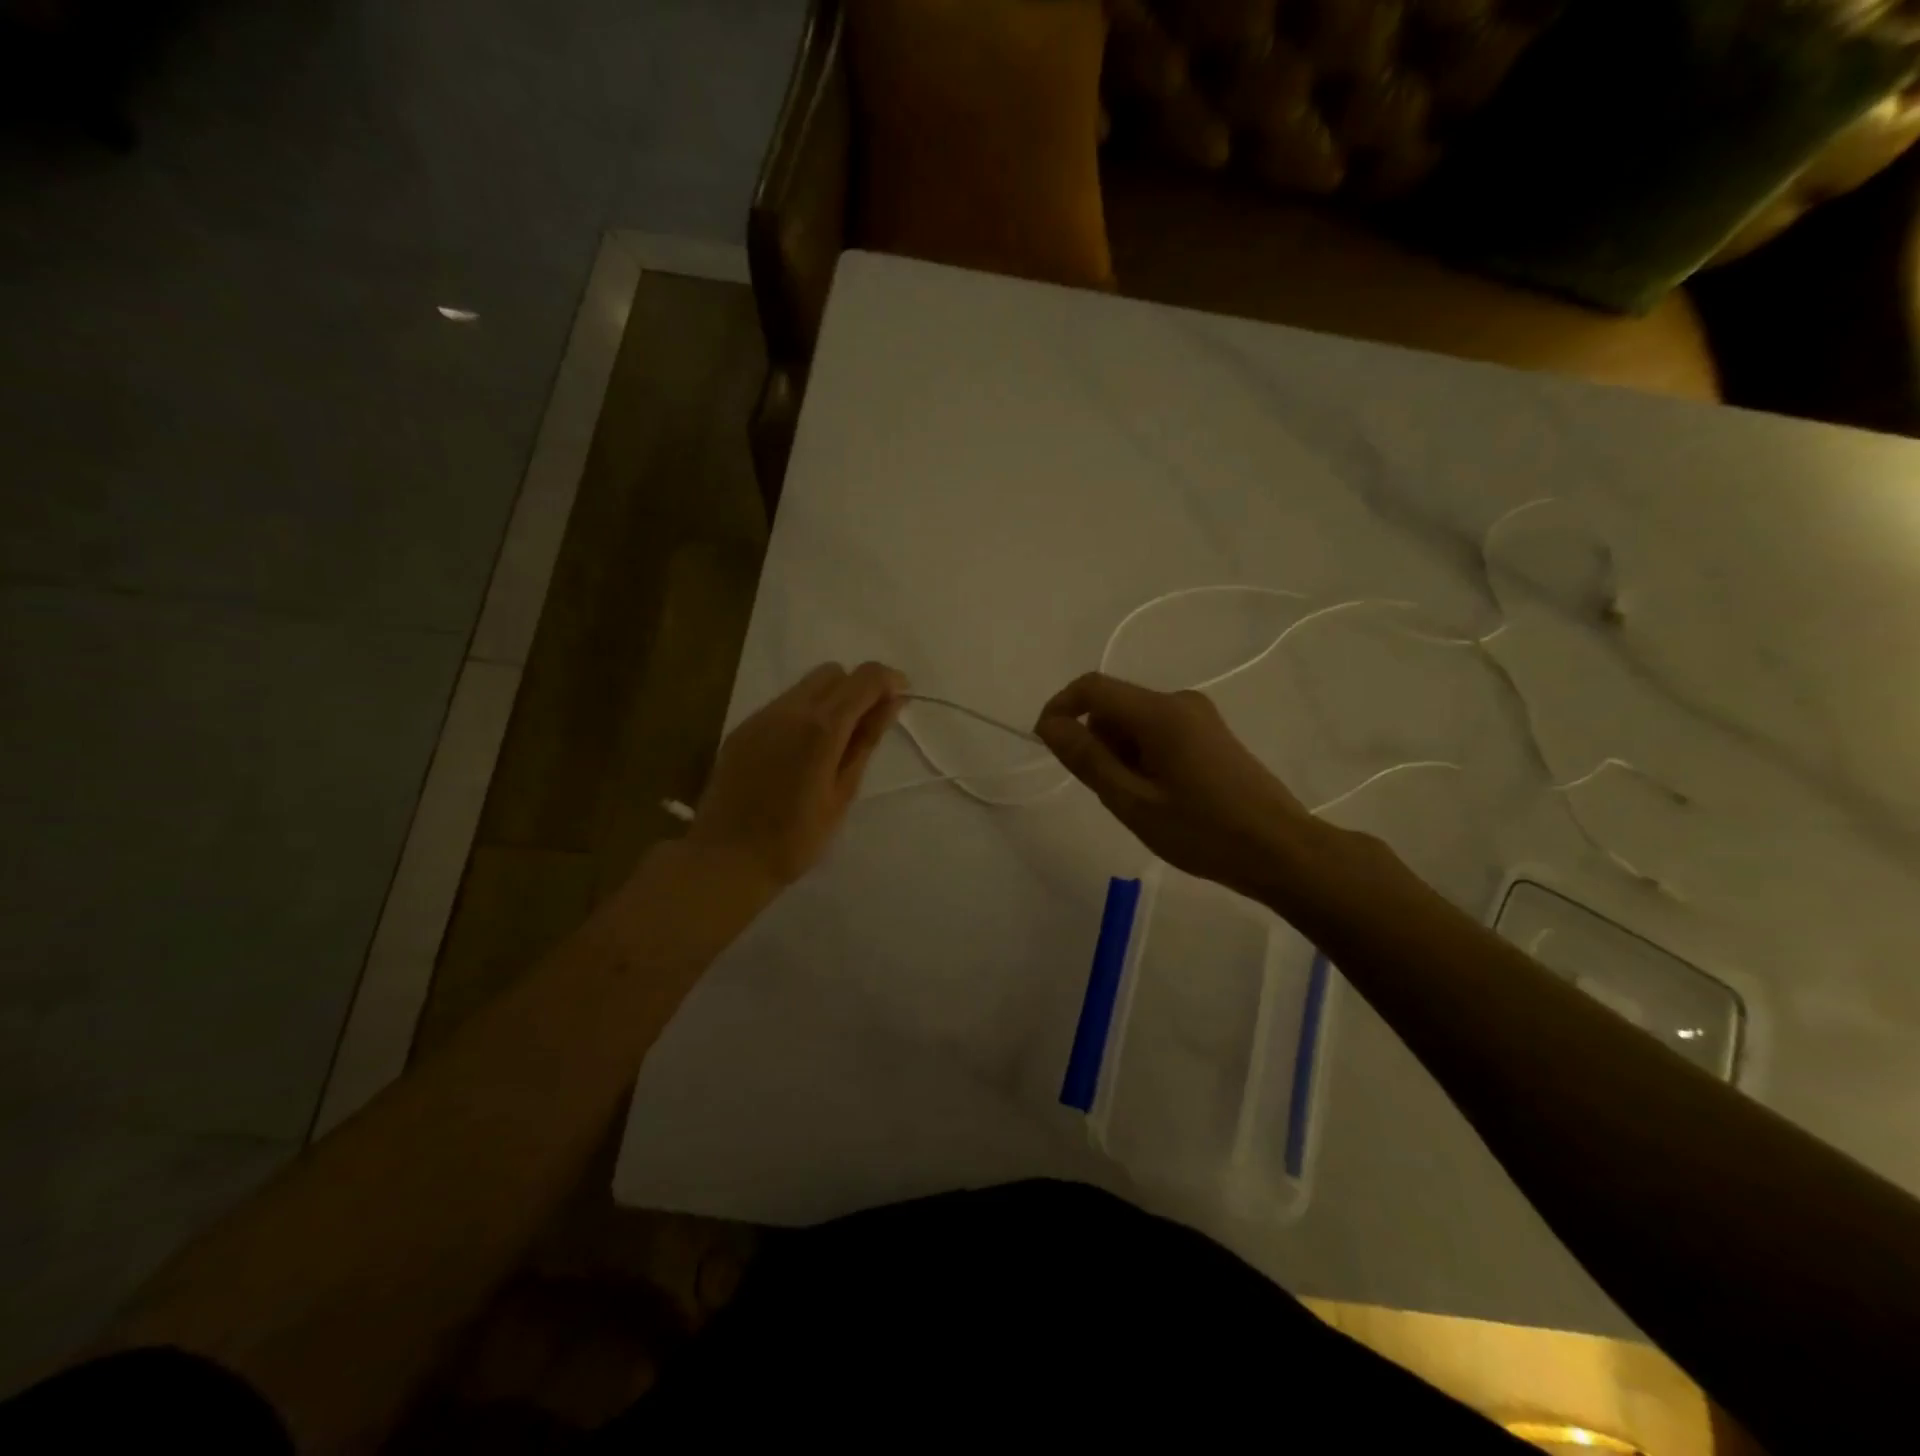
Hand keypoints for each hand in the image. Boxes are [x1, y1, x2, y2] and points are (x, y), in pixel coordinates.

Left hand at [689, 661, 906, 890]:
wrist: (726, 858)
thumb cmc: (796, 838)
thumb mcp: (843, 792)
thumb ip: (866, 741)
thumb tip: (893, 702)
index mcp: (822, 728)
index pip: (865, 678)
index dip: (889, 680)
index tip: (901, 699)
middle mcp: (790, 710)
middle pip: (834, 672)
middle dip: (858, 688)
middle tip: (867, 726)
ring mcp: (761, 716)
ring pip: (806, 686)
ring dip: (830, 699)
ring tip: (833, 742)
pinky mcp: (742, 728)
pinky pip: (782, 704)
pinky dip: (803, 713)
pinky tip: (801, 752)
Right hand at [1034, 672, 1326, 904]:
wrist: (1280, 850)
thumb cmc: (1202, 831)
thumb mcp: (1132, 802)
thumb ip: (1087, 759)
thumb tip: (1050, 726)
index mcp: (1160, 712)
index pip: (1092, 688)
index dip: (1060, 708)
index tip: (1047, 745)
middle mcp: (1179, 702)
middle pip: (1115, 705)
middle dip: (1095, 741)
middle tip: (1105, 792)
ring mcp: (1199, 717)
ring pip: (1135, 722)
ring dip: (1119, 753)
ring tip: (1137, 802)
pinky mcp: (1210, 735)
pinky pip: (1158, 732)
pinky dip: (1142, 757)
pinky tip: (1159, 797)